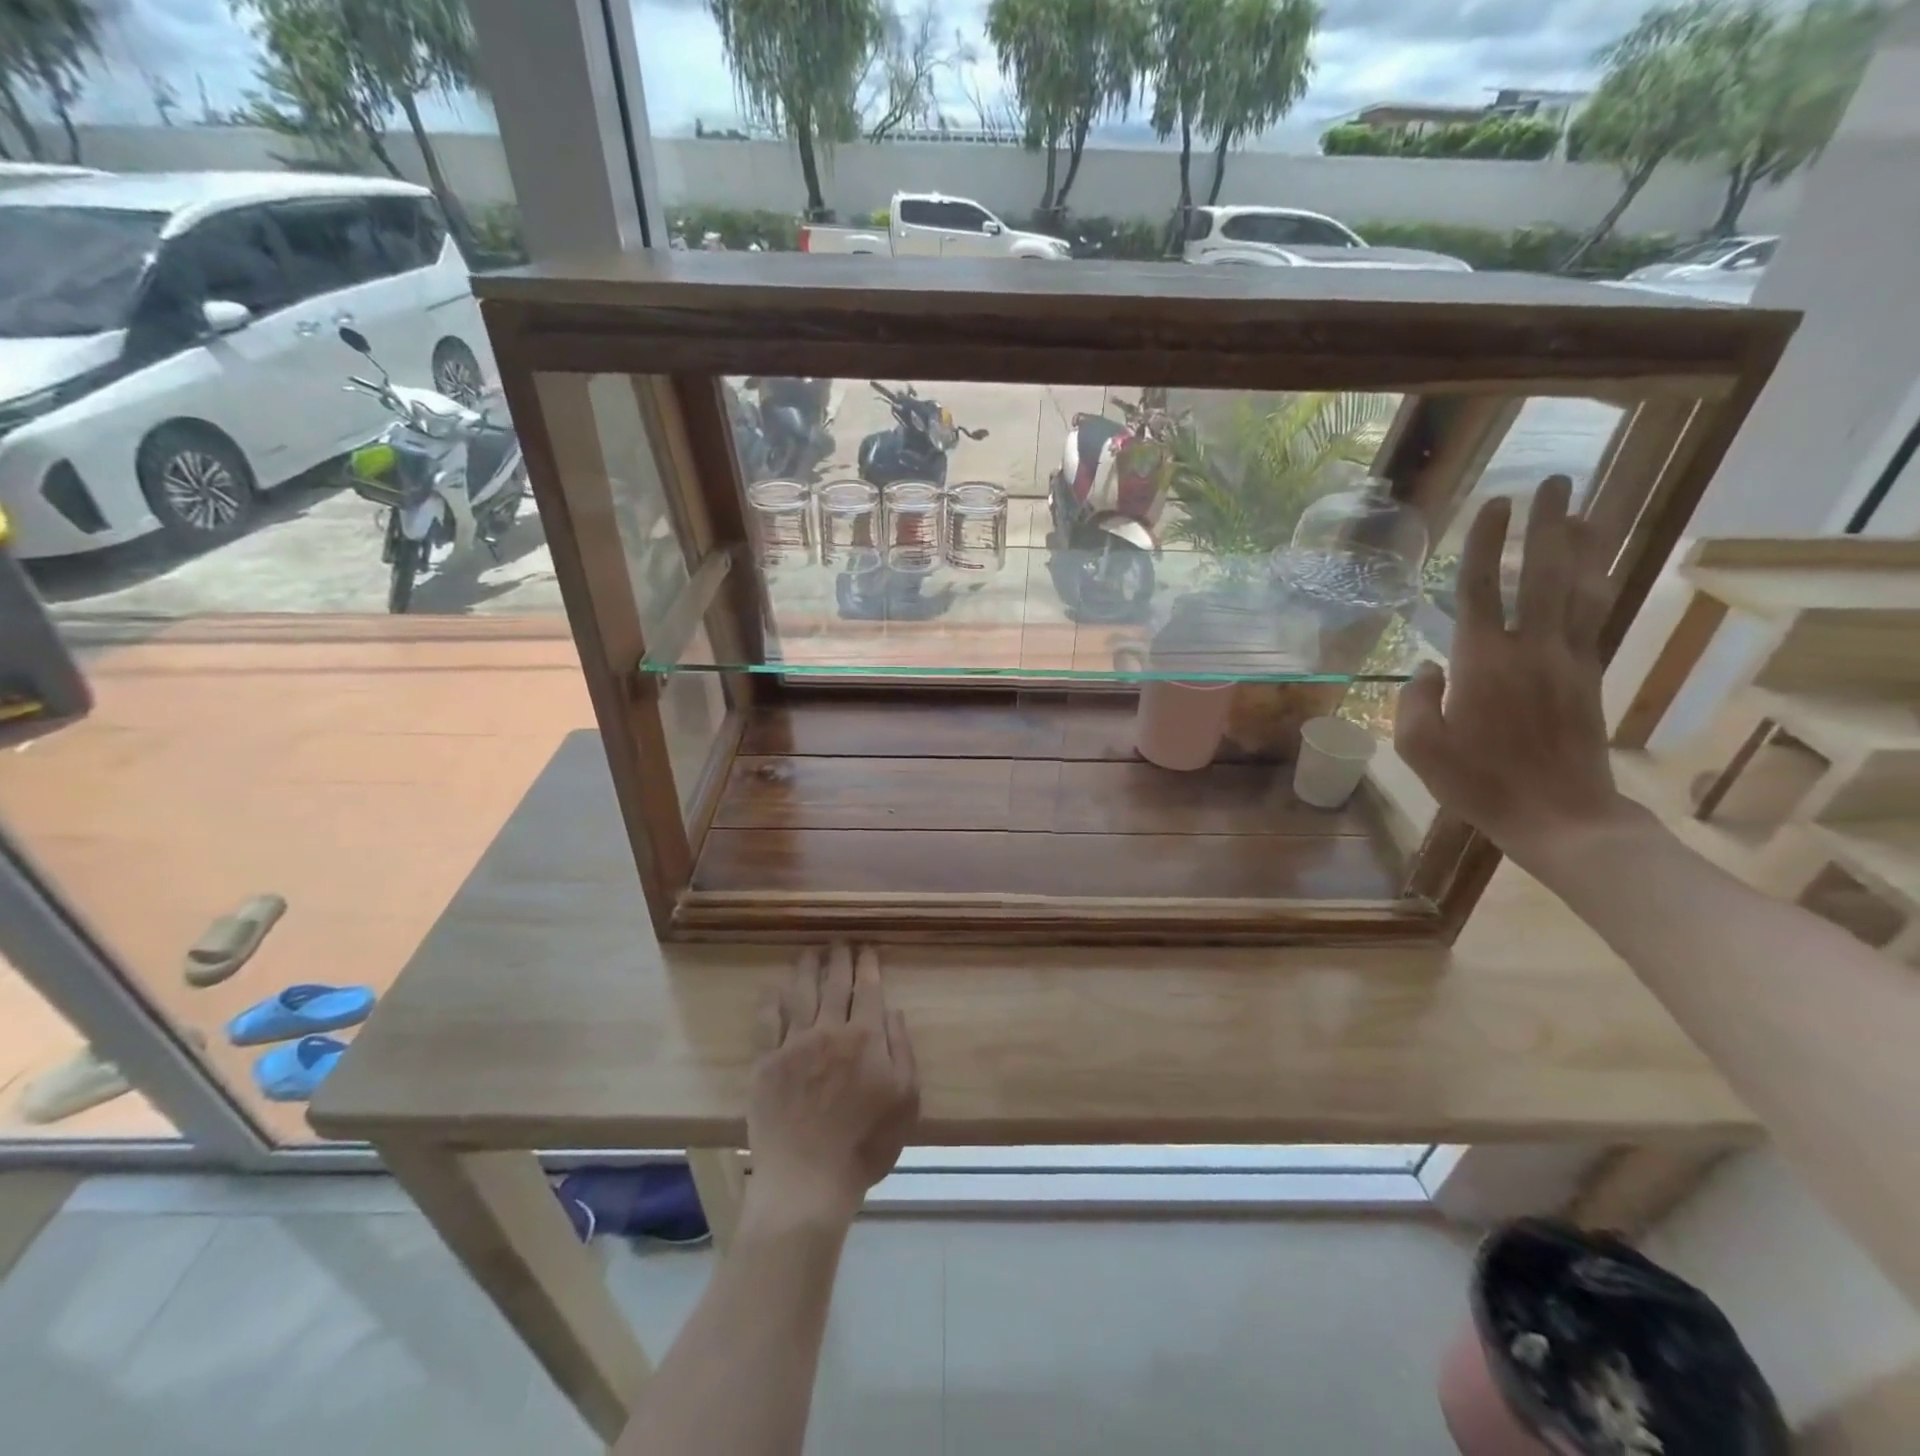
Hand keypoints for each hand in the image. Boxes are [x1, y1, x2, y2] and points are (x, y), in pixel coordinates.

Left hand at [747, 942, 919, 1225]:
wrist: (808, 1181)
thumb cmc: (865, 1144)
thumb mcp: (905, 1100)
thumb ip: (902, 1050)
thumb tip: (893, 1011)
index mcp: (865, 1037)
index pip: (868, 989)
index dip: (868, 964)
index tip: (867, 947)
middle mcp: (829, 1030)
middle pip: (834, 984)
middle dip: (839, 958)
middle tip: (839, 940)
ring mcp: (794, 1044)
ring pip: (800, 993)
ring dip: (807, 968)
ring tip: (810, 951)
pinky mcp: (766, 1063)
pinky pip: (768, 1021)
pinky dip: (771, 1000)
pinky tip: (774, 987)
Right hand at [1394, 475, 1640, 872]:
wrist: (1560, 815)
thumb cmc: (1478, 783)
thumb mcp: (1420, 748)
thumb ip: (1414, 700)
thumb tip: (1426, 669)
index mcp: (1484, 663)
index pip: (1484, 588)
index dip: (1488, 543)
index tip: (1494, 503)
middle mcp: (1532, 650)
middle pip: (1546, 574)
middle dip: (1550, 524)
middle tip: (1554, 482)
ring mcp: (1569, 660)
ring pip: (1582, 588)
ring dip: (1585, 544)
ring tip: (1586, 508)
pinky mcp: (1588, 676)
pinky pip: (1595, 616)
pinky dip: (1598, 582)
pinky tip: (1597, 566)